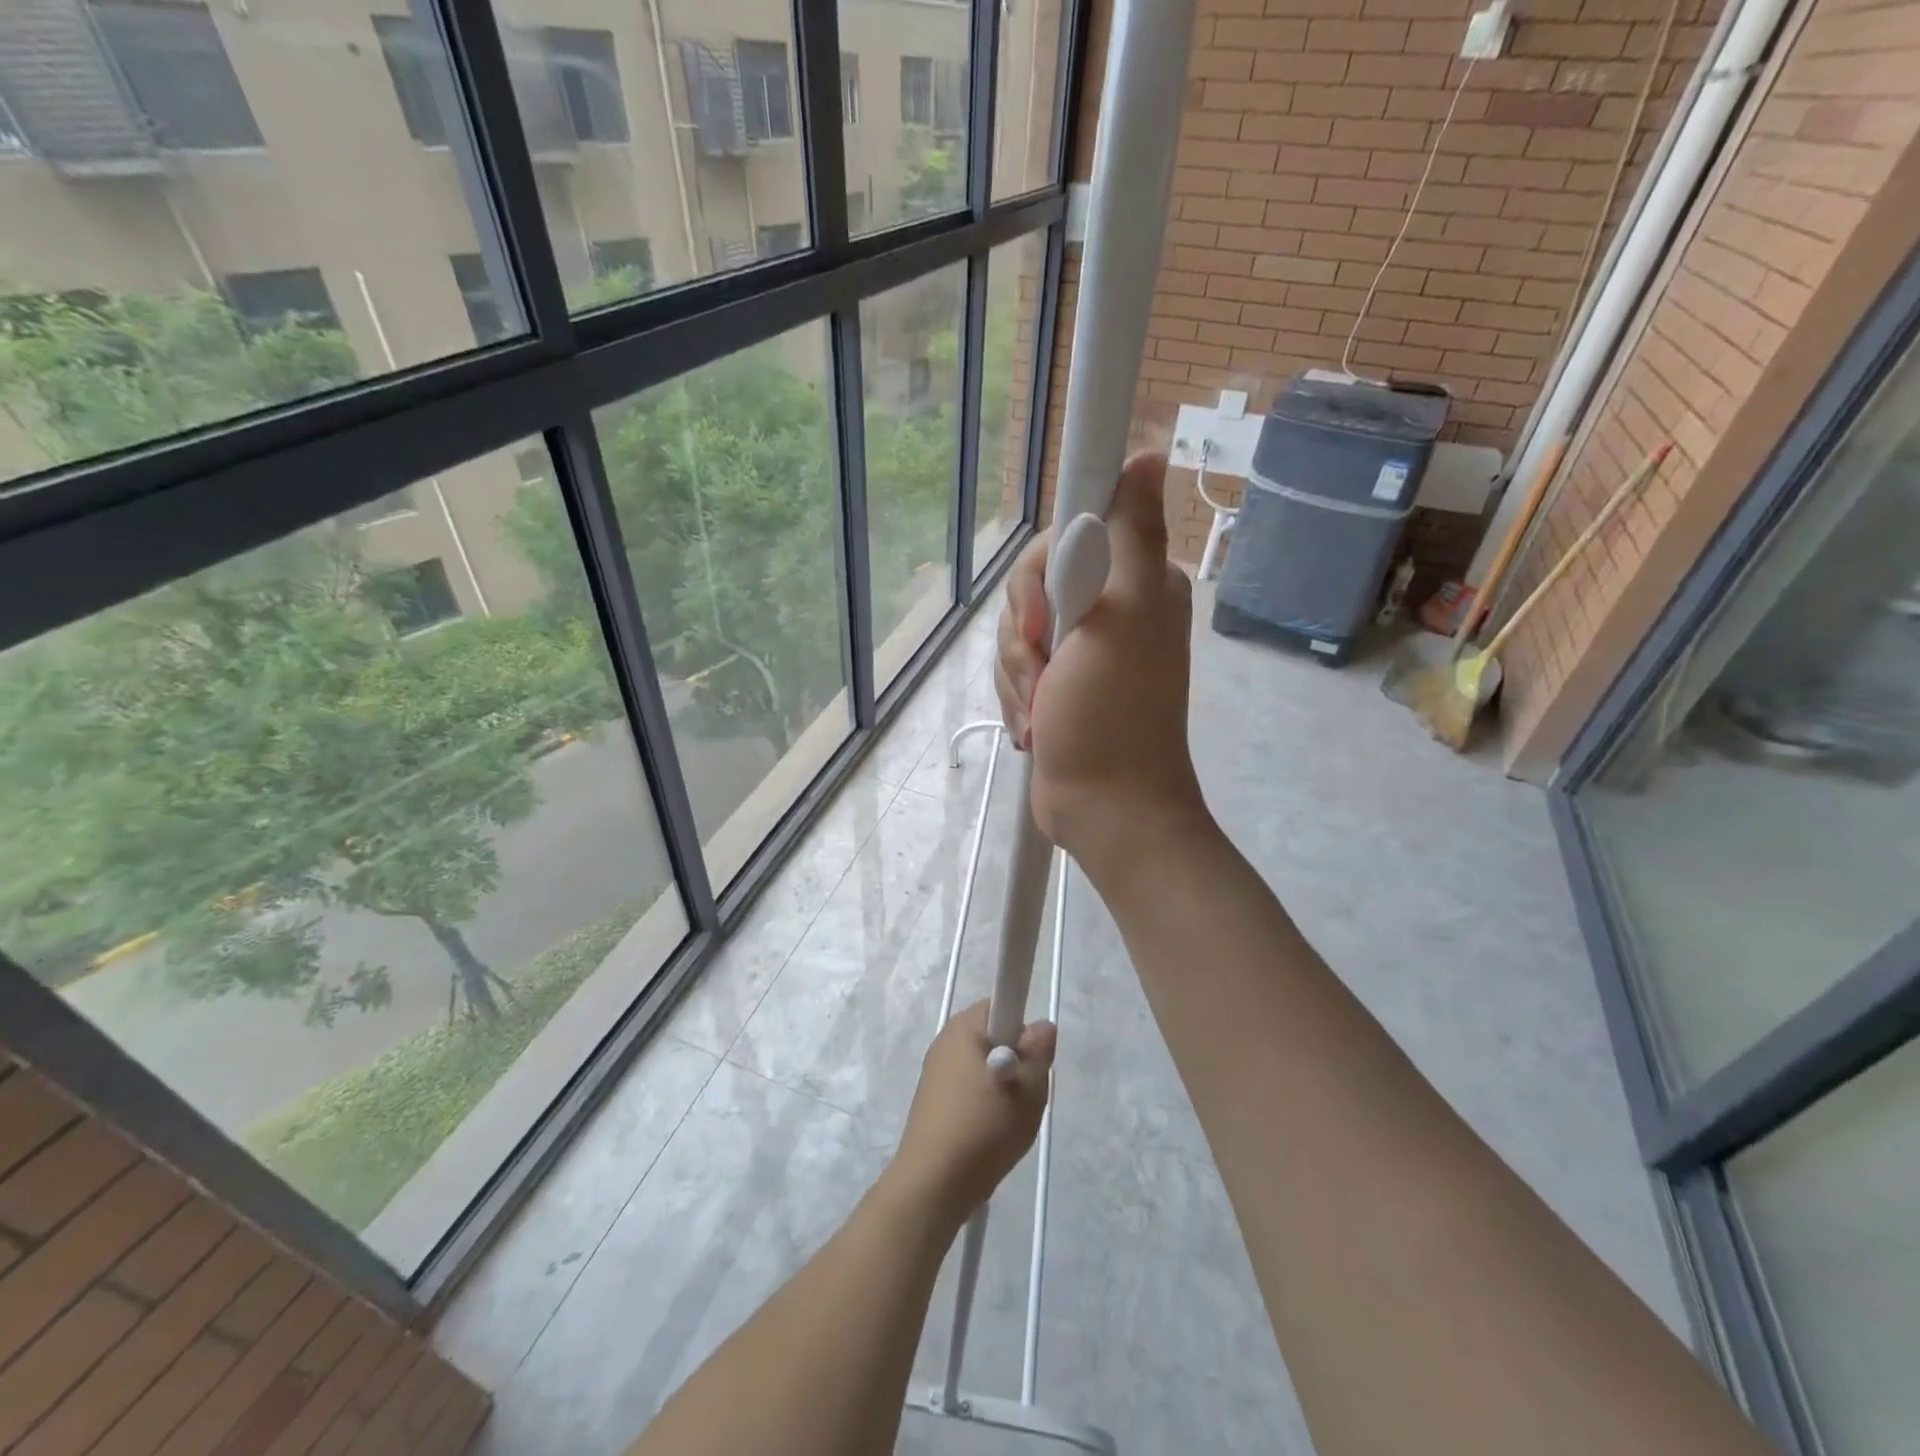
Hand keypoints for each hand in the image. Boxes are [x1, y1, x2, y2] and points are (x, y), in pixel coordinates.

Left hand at [890, 1001, 1055, 1223]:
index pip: (1002, 1005)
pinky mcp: (932, 1102)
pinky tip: (989, 1136)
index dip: (1023, 1029)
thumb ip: (1040, 1050)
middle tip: (1027, 1095)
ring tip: (1009, 1122)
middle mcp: (945, 1041)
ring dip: (1002, 1088)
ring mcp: (935, 1072)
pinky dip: (984, 1107)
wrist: (933, 1185)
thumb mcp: (1028, 1088)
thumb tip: (1041, 1026)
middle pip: (995, 1039)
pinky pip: (969, 1091)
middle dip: (1017, 1062)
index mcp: (963, 1027)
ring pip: (984, 1068)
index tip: (1031, 1061)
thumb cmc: (984, 1127)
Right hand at [994, 451, 1208, 878]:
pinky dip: (1017, 698)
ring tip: (1041, 712)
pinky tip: (1035, 727)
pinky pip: (1015, 667)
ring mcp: (1081, 648)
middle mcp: (1109, 606)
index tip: (1047, 615)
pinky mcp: (1057, 682)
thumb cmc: (1113, 715)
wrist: (1103, 808)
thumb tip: (1151, 453)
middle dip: (1024, 636)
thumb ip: (1130, 536)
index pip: (1068, 532)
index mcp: (1135, 580)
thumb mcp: (1123, 617)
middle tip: (1045, 673)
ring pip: (1016, 630)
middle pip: (1031, 583)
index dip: (1042, 571)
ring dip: (1017, 676)